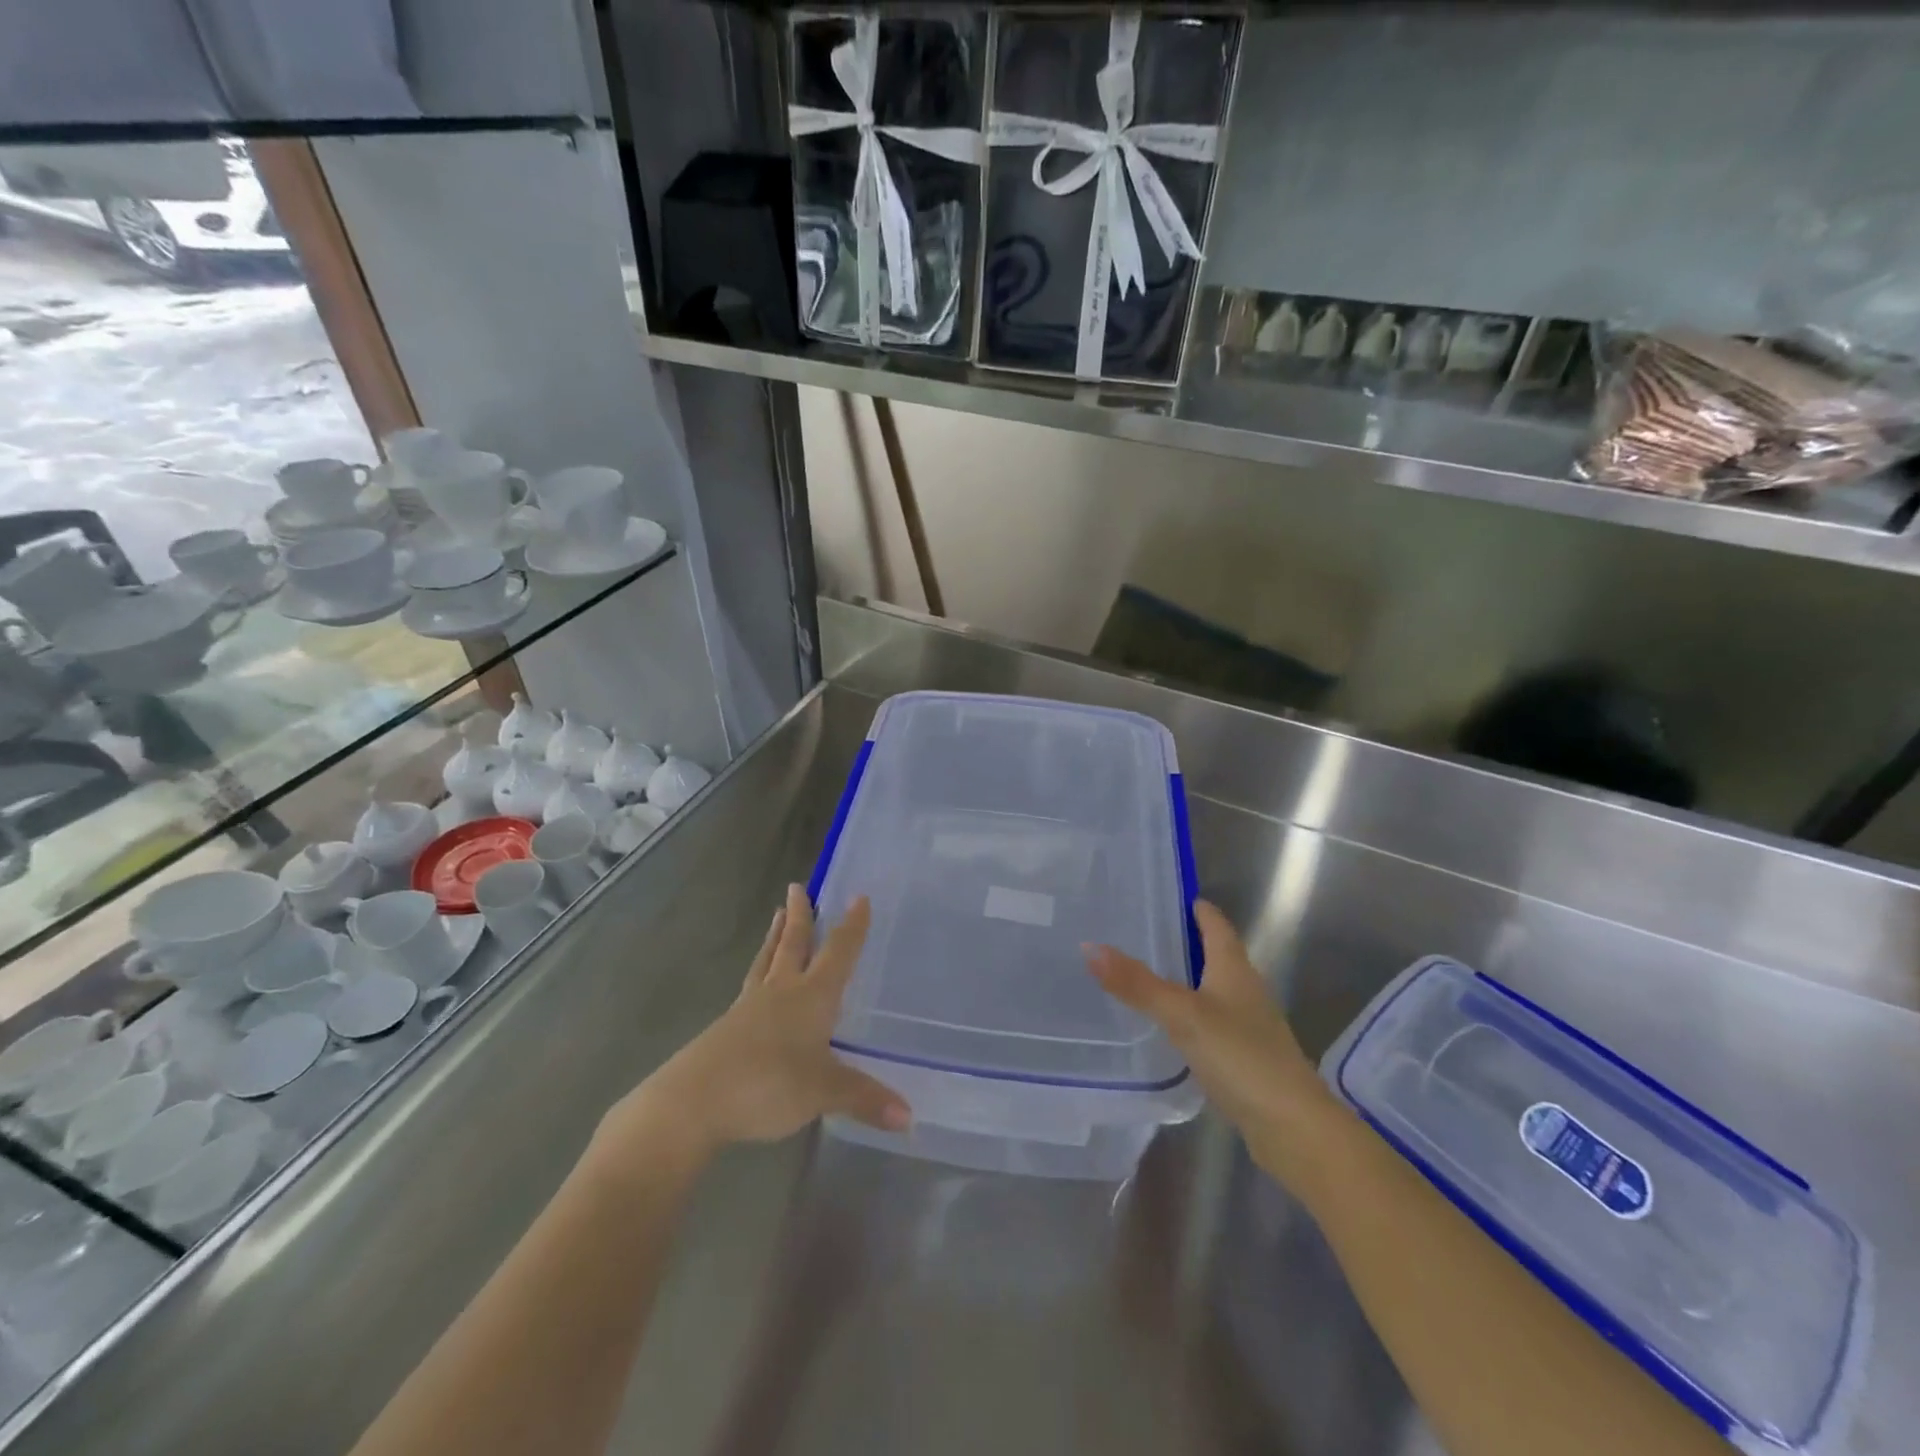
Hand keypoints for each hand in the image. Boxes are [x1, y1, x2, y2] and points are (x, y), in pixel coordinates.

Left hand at [604, 886, 909, 1168]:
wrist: (692, 1102)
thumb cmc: (767, 1084)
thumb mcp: (823, 1092)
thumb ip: (865, 1098)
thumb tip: (910, 1117)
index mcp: (811, 996)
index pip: (838, 952)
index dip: (852, 927)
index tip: (859, 897)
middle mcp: (781, 991)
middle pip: (794, 944)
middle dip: (801, 916)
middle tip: (798, 886)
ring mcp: (750, 1008)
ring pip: (767, 961)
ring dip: (775, 936)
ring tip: (777, 915)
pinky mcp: (727, 1028)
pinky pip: (750, 987)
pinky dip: (759, 974)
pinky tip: (759, 984)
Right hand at [1085, 900, 1336, 1174]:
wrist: (1292, 1127)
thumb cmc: (1241, 1056)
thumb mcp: (1182, 1014)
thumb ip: (1137, 983)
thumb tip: (1089, 946)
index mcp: (1234, 968)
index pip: (1215, 924)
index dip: (1196, 908)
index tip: (1165, 895)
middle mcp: (1244, 990)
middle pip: (1215, 954)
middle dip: (1184, 941)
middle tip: (1140, 932)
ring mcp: (1248, 1025)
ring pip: (1212, 989)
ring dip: (1185, 979)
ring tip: (1144, 974)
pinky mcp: (1244, 1057)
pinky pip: (1211, 1022)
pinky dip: (1189, 1014)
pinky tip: (1167, 1026)